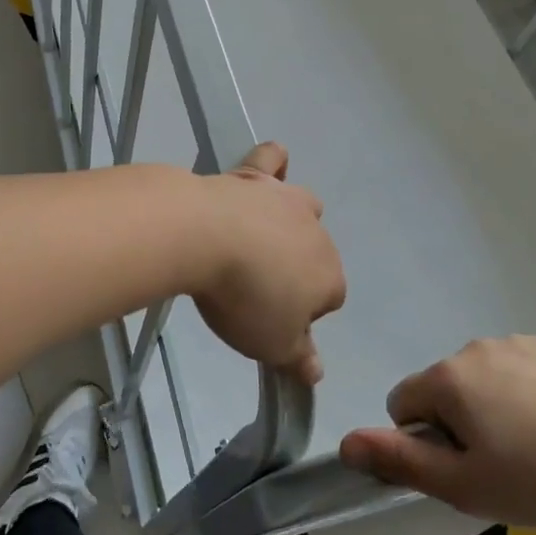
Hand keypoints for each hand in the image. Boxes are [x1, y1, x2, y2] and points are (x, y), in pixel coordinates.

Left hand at [189, 143, 344, 385]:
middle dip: (294, 269)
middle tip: (255, 287)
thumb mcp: (272, 344)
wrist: (205, 236)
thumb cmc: (244, 298)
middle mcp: (317, 233)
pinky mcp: (254, 175)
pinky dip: (273, 164)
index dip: (301, 314)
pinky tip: (267, 169)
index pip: (329, 299)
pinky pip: (273, 160)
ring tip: (256, 240)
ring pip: (303, 207)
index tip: (269, 319)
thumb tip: (316, 374)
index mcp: (330, 277)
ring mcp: (286, 199)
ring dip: (288, 222)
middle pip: (315, 254)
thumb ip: (298, 359)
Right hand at [338, 335, 535, 528]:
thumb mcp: (463, 485)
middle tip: (503, 462)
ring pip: (485, 376)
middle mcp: (475, 347)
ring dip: (494, 404)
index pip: (403, 402)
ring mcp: (519, 341)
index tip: (464, 465)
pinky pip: (523, 366)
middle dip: (460, 420)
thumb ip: (399, 460)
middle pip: (445, 387)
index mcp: (447, 378)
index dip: (424, 439)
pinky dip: (530, 390)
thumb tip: (345, 443)